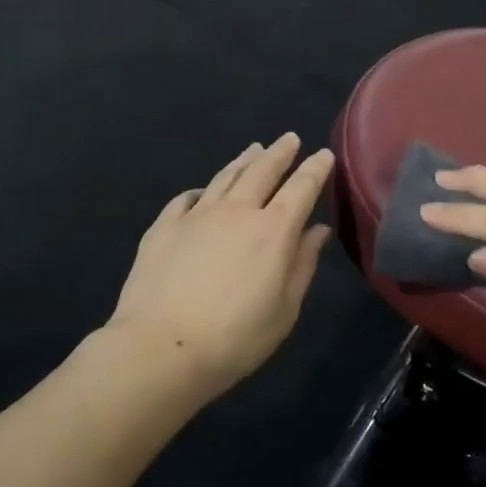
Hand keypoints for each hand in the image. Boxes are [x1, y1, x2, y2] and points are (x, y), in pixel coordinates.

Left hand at [108, 134, 334, 400]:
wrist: (161, 347)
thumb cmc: (234, 338)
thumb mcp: (284, 310)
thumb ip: (303, 265)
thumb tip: (318, 230)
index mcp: (273, 230)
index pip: (301, 188)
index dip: (315, 169)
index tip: (324, 155)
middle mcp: (237, 211)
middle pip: (262, 171)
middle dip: (280, 152)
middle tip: (289, 139)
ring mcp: (197, 215)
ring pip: (225, 176)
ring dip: (243, 161)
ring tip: (253, 149)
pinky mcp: (164, 226)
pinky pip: (186, 198)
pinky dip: (200, 190)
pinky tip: (202, 191)